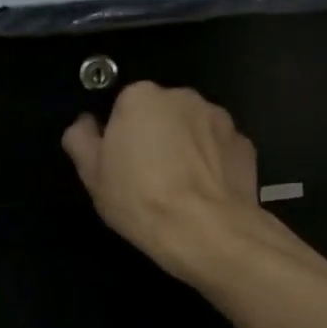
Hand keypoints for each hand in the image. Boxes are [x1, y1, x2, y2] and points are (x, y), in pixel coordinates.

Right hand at [60, 82, 261, 281]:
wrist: (207, 230)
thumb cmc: (140, 199)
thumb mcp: (92, 175)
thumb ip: (81, 139)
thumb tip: (85, 124)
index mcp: (141, 97)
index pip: (124, 106)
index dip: (120, 135)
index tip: (121, 164)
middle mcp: (183, 96)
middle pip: (161, 113)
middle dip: (156, 136)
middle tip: (148, 177)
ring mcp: (220, 118)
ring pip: (193, 128)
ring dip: (186, 147)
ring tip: (180, 188)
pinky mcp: (245, 143)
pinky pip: (220, 148)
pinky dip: (213, 163)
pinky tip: (205, 193)